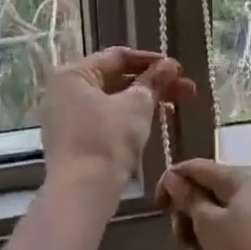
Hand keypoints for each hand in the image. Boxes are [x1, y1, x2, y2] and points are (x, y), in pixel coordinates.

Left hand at [39, 47, 196, 186]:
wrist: (82, 192)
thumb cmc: (107, 140)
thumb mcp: (136, 106)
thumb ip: (154, 82)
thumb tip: (170, 65)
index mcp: (73, 74)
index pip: (117, 57)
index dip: (151, 61)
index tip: (178, 69)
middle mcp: (64, 91)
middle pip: (115, 79)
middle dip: (153, 83)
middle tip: (186, 90)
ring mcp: (65, 118)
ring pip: (111, 101)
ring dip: (144, 101)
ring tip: (176, 107)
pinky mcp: (72, 140)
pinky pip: (104, 120)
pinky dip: (127, 118)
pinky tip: (153, 123)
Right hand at [155, 159, 250, 249]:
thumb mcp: (208, 224)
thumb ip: (189, 198)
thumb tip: (174, 178)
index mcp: (240, 176)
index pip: (196, 167)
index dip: (171, 182)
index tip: (157, 207)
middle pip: (207, 190)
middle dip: (186, 212)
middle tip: (179, 239)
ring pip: (219, 211)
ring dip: (199, 229)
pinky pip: (233, 226)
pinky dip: (217, 238)